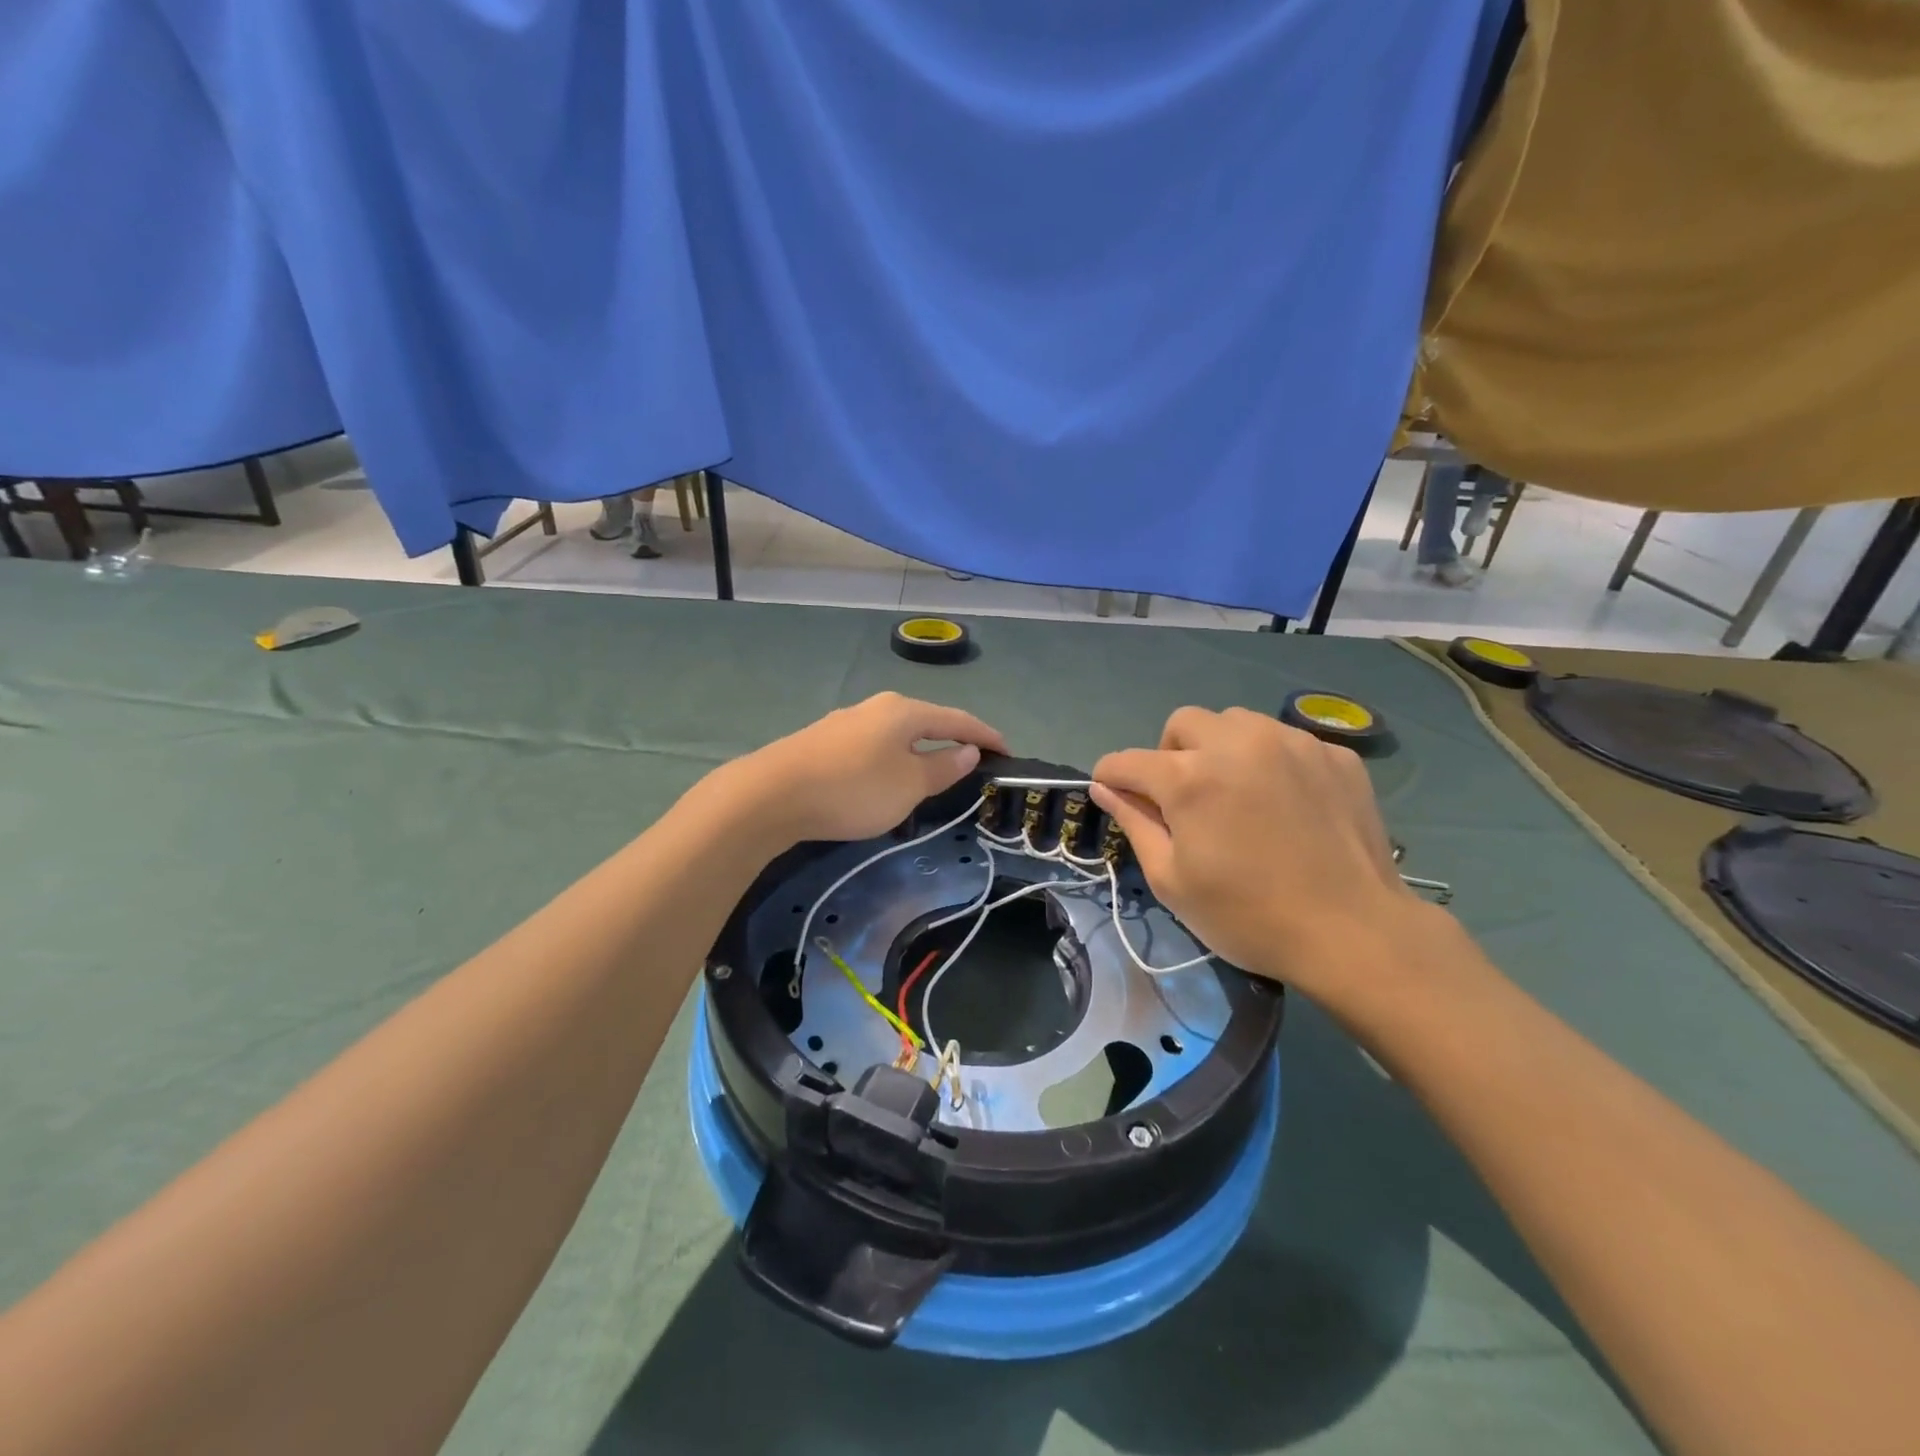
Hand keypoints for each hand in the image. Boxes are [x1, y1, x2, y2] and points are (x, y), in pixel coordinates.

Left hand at [735, 693, 1007, 844]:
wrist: (770, 795)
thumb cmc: (853, 789)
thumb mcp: (909, 785)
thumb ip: (943, 767)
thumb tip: (967, 749)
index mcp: (904, 711)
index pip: (958, 719)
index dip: (986, 736)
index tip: (1007, 753)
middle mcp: (876, 708)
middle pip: (926, 723)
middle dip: (951, 742)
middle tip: (971, 767)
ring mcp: (845, 723)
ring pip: (896, 737)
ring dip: (919, 755)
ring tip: (931, 780)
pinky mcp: (823, 743)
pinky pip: (872, 749)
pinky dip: (891, 763)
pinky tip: (885, 783)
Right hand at [1091, 707, 1420, 996]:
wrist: (1355, 933)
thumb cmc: (1248, 916)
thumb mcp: (1172, 880)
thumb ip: (1134, 823)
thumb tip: (1104, 788)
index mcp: (1189, 777)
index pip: (1126, 760)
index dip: (1112, 779)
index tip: (1118, 798)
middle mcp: (1236, 743)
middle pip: (1182, 724)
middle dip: (1170, 755)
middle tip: (1186, 800)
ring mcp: (1291, 742)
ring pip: (1235, 722)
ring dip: (1220, 749)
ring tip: (1238, 794)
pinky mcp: (1334, 754)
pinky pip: (1284, 740)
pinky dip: (1271, 761)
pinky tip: (1286, 804)